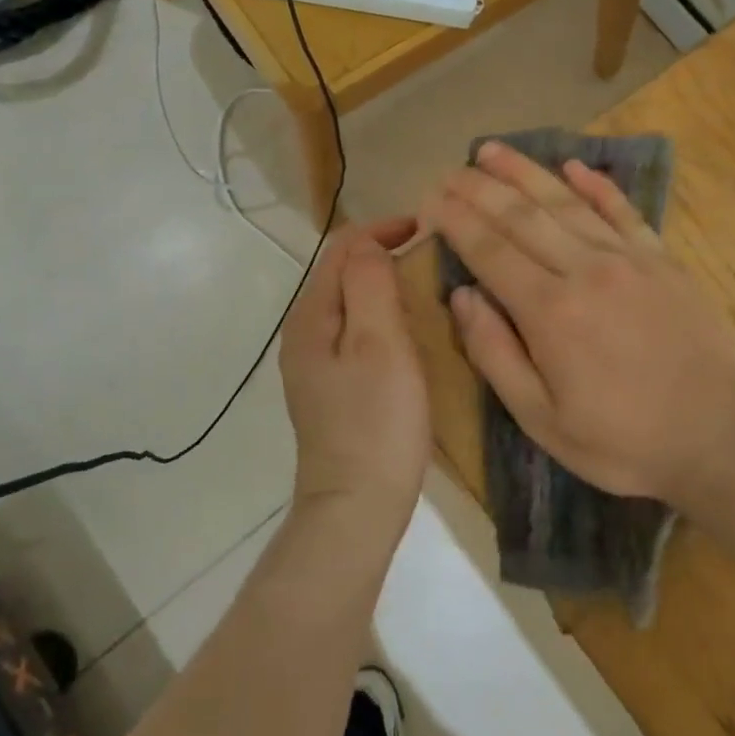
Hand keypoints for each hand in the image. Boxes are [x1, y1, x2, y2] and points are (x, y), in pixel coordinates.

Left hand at [278, 217, 431, 528]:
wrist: (356, 507)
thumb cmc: (376, 422)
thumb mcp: (380, 344)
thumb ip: (370, 284)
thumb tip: (369, 245)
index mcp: (311, 317)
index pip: (341, 249)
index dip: (381, 229)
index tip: (425, 228)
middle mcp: (304, 334)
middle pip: (341, 273)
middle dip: (381, 253)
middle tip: (430, 254)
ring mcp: (314, 364)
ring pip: (349, 303)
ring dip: (382, 284)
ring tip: (424, 285)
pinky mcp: (331, 388)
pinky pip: (354, 331)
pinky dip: (380, 316)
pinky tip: (407, 331)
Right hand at [427, 143, 734, 506]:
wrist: (721, 436)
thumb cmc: (623, 440)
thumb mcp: (542, 419)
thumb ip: (495, 354)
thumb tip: (462, 296)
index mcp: (550, 310)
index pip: (490, 250)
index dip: (457, 221)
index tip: (431, 199)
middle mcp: (585, 268)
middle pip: (522, 215)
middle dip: (480, 188)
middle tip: (450, 170)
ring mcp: (628, 258)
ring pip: (566, 202)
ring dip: (525, 172)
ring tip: (493, 150)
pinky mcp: (662, 259)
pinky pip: (623, 211)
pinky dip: (596, 185)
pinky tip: (574, 166)